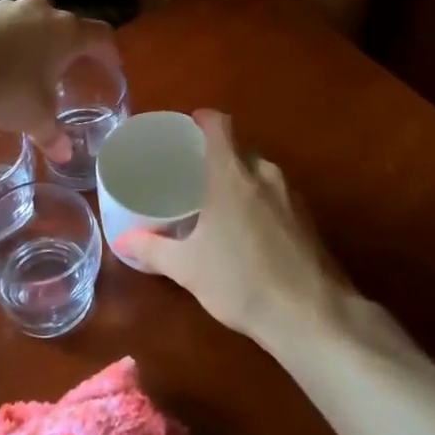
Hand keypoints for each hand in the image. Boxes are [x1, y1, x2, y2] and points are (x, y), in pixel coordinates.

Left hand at [0, 0, 118, 158]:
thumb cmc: (6, 89)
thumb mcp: (34, 117)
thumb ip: (52, 134)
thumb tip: (64, 155)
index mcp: (67, 33)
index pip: (101, 36)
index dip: (108, 52)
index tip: (111, 67)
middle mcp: (43, 12)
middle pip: (67, 25)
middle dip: (70, 46)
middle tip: (68, 69)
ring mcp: (10, 8)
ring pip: (34, 21)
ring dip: (38, 40)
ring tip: (31, 66)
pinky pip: (5, 25)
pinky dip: (8, 41)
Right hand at [116, 110, 347, 351]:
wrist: (311, 315)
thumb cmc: (241, 281)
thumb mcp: (188, 268)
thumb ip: (153, 250)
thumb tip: (123, 241)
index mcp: (233, 175)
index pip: (221, 126)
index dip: (205, 119)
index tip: (189, 125)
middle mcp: (265, 175)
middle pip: (241, 147)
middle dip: (219, 152)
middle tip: (194, 169)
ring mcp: (292, 195)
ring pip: (261, 171)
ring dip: (241, 176)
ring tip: (218, 198)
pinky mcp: (308, 218)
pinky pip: (277, 193)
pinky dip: (259, 198)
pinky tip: (248, 227)